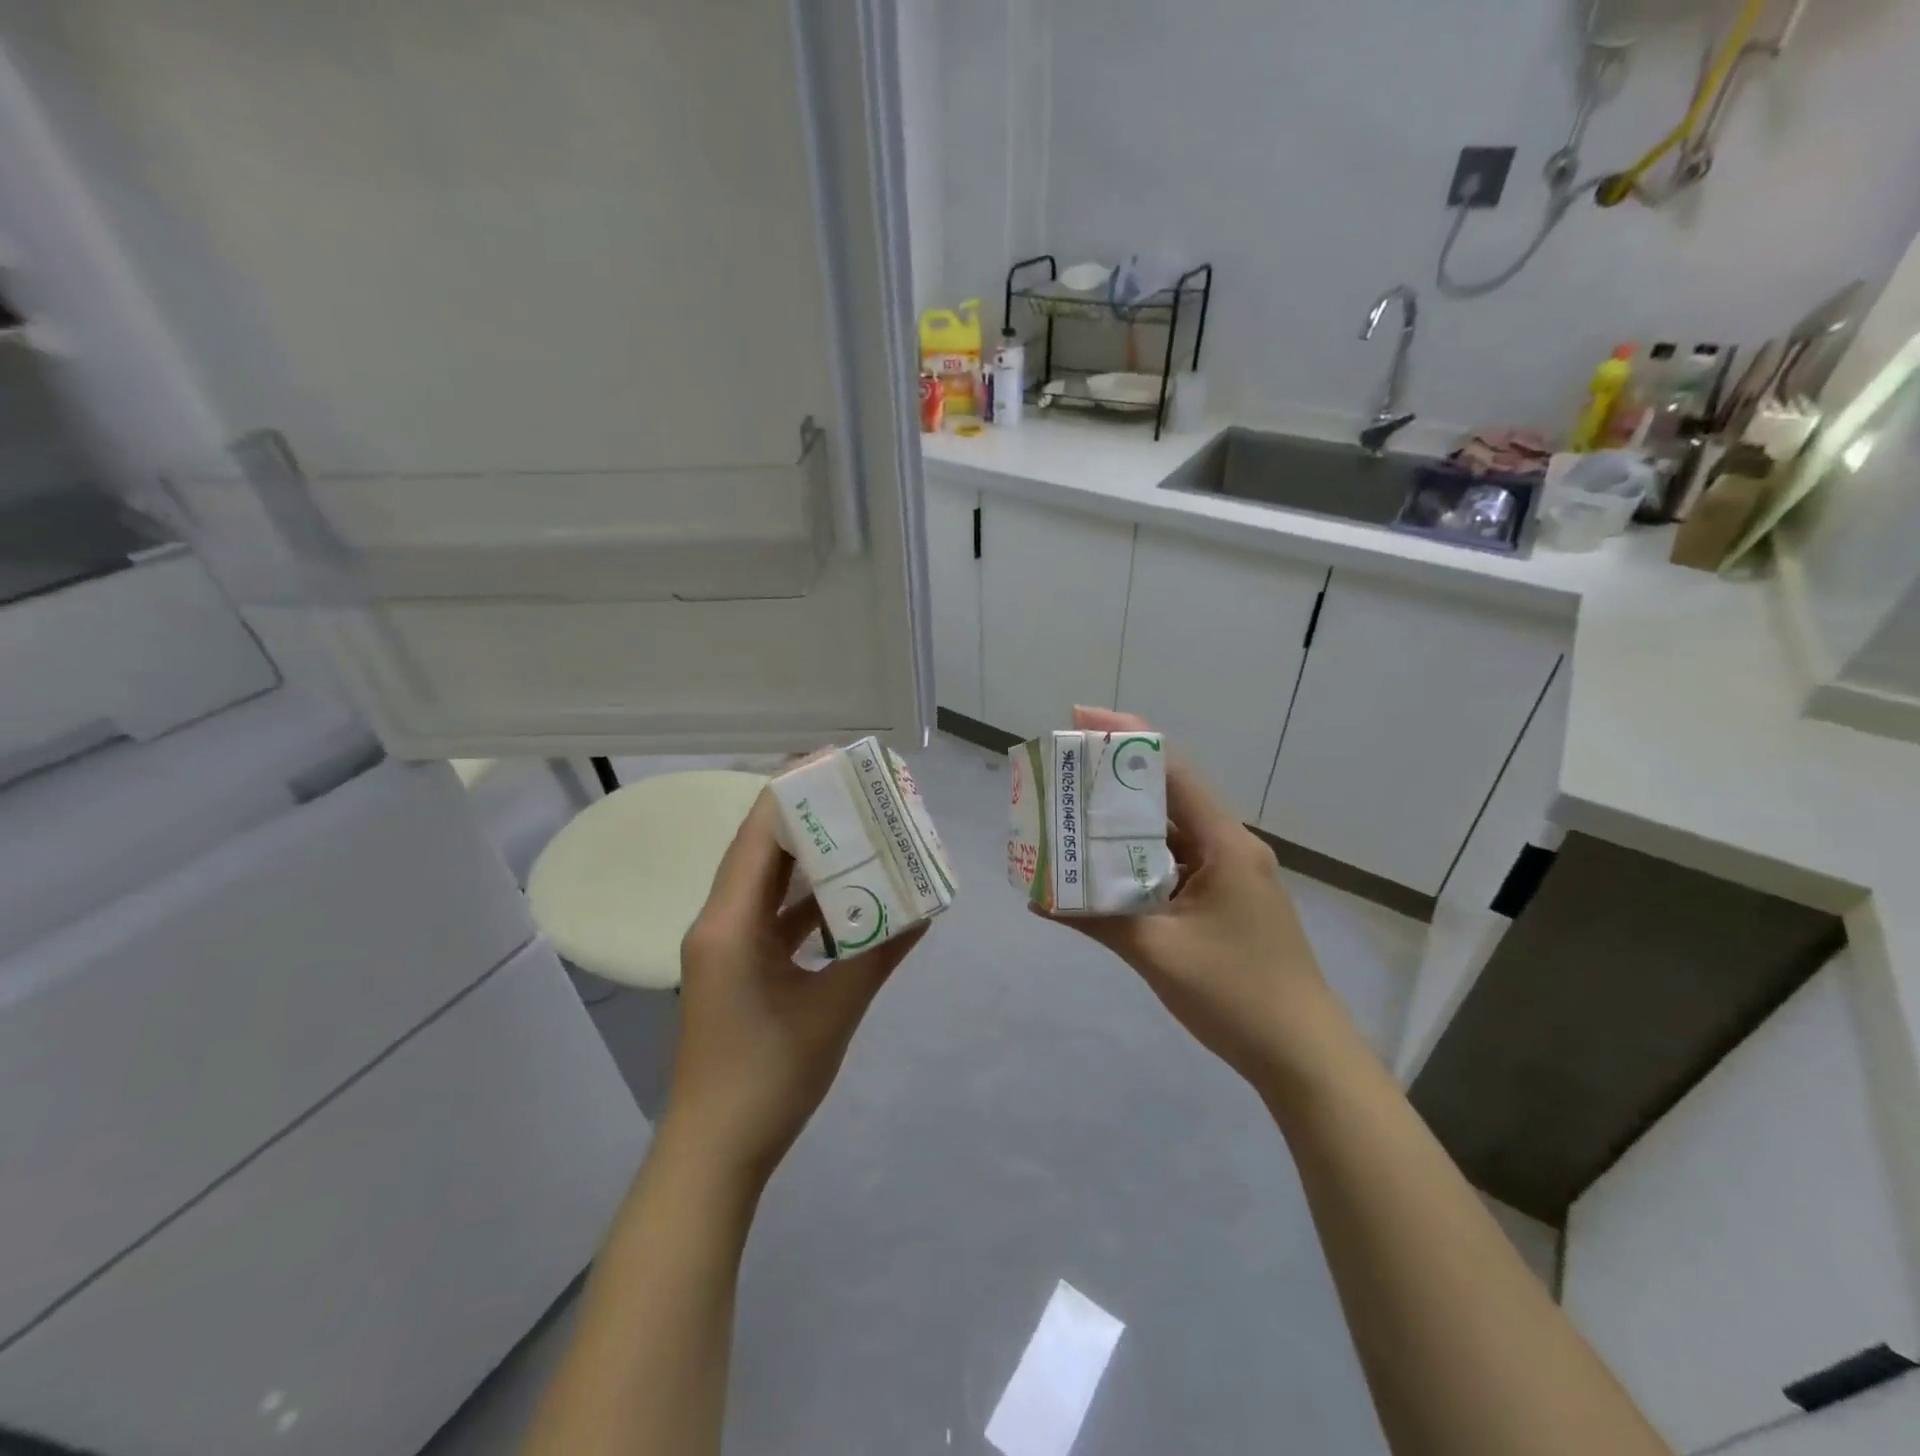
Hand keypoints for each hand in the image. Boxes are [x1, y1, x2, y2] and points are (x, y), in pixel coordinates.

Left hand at [669, 793, 923, 1185]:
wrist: (714, 1154)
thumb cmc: (768, 1080)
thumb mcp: (834, 1011)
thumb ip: (879, 953)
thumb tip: (926, 909)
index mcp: (730, 921)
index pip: (761, 831)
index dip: (797, 788)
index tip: (841, 763)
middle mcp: (719, 920)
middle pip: (762, 847)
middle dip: (810, 815)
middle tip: (862, 792)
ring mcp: (724, 944)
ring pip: (767, 880)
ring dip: (810, 857)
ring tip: (862, 832)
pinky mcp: (735, 966)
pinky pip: (770, 915)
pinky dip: (806, 901)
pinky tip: (848, 897)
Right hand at [1043, 707, 1343, 1091]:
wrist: (1305, 1058)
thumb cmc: (1236, 995)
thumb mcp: (1158, 953)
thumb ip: (1096, 919)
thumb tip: (1036, 895)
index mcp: (1225, 845)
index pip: (1172, 770)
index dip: (1125, 737)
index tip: (1078, 719)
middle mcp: (1231, 848)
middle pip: (1168, 796)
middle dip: (1115, 779)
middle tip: (1064, 773)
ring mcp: (1231, 876)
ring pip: (1170, 834)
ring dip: (1125, 825)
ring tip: (1073, 817)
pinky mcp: (1227, 901)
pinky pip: (1176, 866)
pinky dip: (1140, 862)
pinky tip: (1105, 871)